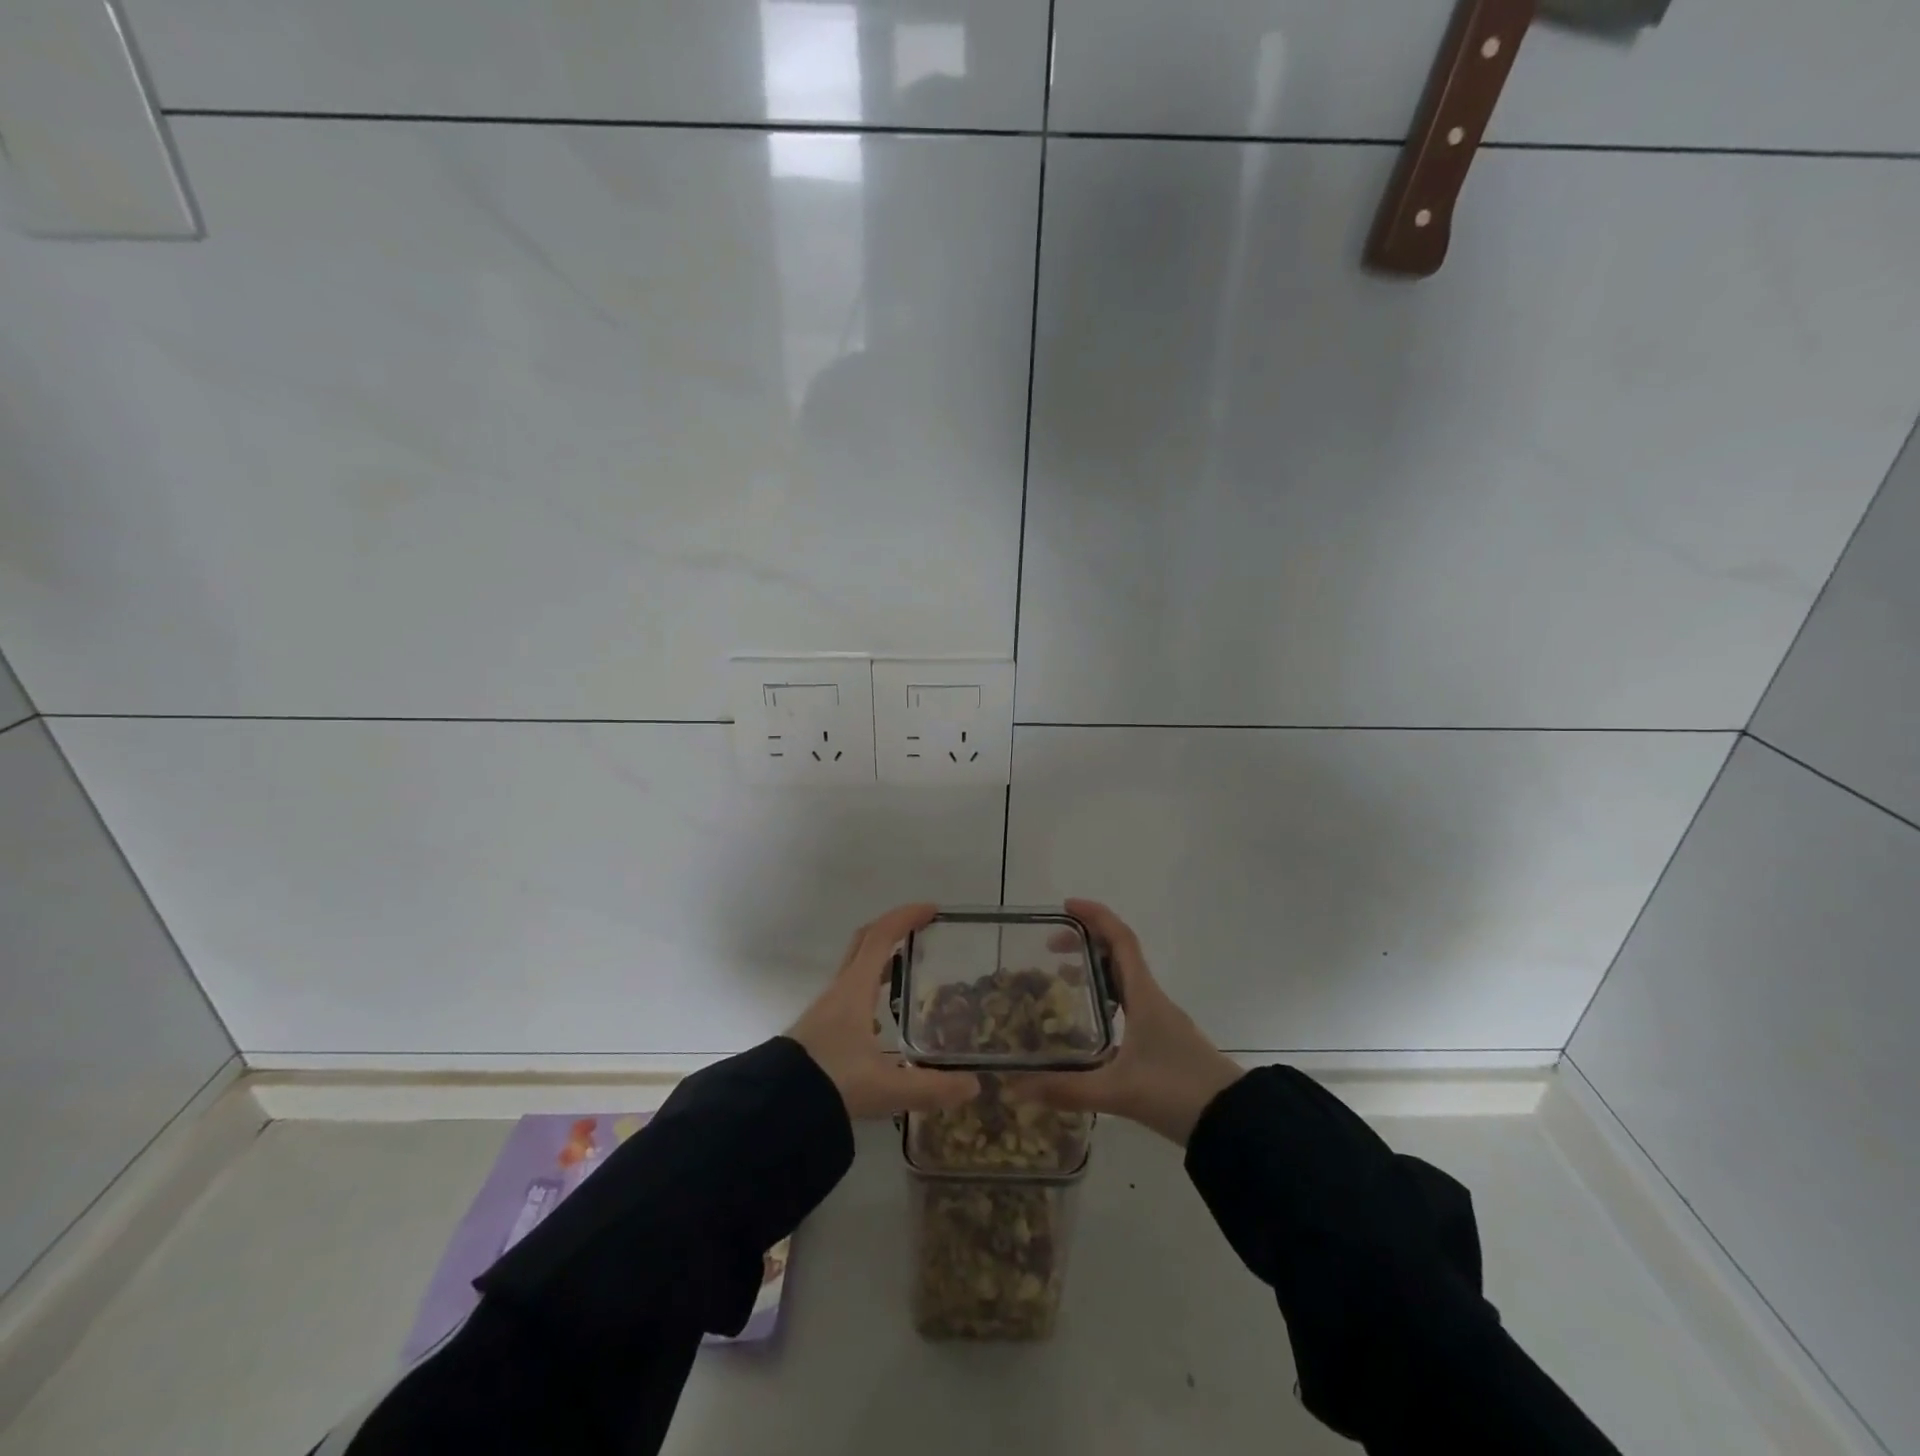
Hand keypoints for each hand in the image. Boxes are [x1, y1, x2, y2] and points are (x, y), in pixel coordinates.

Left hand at [788, 904, 981, 1120]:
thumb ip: (931, 1088)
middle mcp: (839, 991)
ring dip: (879, 959)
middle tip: (920, 930)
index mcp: (855, 990)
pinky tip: (879, 1019)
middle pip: (864, 943)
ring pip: (854, 969)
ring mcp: (825, 1009)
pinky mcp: (818, 1029)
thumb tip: (973, 1086)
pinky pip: (848, 993)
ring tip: (906, 970)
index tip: (932, 910)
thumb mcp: (887, 1088)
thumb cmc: (833, 1083)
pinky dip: (868, 988)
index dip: (905, 917)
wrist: (774, 1108)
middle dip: (892, 929)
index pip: (881, 937)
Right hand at [1015, 899, 1242, 1146]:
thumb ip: (1067, 1090)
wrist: (1234, 1122)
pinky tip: (1089, 1023)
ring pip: (1125, 980)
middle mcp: (1153, 999)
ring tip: (1061, 979)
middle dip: (1086, 942)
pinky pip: (1130, 1003)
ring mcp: (1161, 1020)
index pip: (1121, 939)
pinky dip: (1106, 997)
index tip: (1065, 906)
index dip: (1095, 916)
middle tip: (1049, 947)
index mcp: (1144, 996)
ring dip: (1095, 969)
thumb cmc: (1176, 1092)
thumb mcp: (1117, 1092)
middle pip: (1119, 954)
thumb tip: (1018, 1089)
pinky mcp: (1164, 1041)